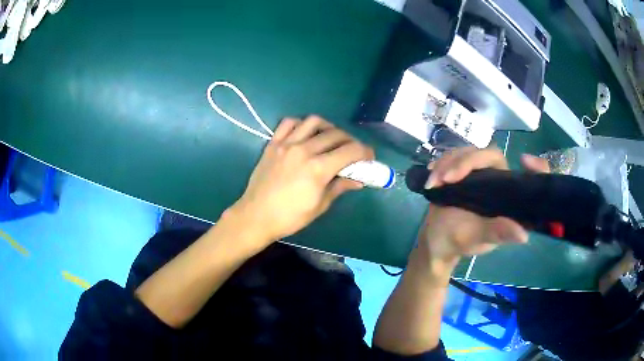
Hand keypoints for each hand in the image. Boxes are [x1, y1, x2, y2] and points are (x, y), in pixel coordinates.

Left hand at [230, 115, 373, 243]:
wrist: (256, 216)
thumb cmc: (290, 217)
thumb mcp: (320, 205)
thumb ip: (339, 187)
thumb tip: (358, 180)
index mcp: (318, 169)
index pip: (350, 151)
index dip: (365, 152)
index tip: (369, 157)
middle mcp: (304, 150)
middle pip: (336, 135)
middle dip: (351, 141)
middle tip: (353, 151)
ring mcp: (286, 144)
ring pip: (314, 122)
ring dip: (328, 127)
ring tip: (331, 138)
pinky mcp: (273, 143)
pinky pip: (289, 123)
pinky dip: (301, 124)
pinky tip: (305, 134)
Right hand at [418, 148, 549, 266]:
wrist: (435, 239)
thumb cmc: (458, 242)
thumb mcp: (477, 239)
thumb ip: (496, 233)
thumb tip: (523, 235)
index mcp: (508, 198)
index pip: (527, 178)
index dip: (535, 167)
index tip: (524, 160)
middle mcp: (498, 181)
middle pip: (490, 155)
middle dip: (466, 162)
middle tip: (446, 178)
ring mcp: (479, 174)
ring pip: (469, 152)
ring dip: (449, 163)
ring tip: (434, 182)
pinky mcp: (463, 170)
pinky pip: (455, 156)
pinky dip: (441, 163)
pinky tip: (432, 176)